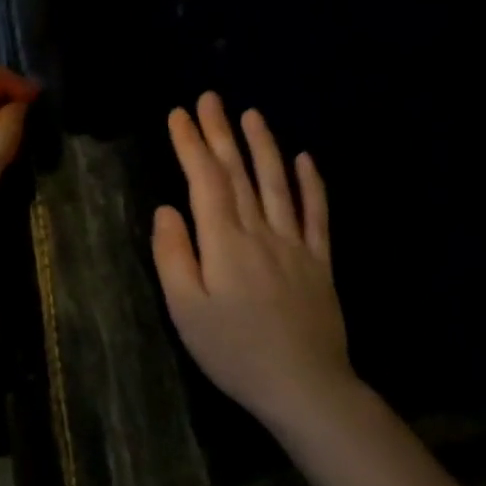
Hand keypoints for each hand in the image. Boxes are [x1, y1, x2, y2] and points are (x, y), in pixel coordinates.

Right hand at [151, 92, 352, 427]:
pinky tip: (305, 159)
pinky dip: (311, 183)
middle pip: (238, 173)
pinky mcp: (319, 262)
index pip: (205, 181)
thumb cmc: (234, 351)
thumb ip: (172, 255)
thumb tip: (166, 209)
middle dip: (220, 132)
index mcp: (224, 242)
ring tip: (251, 114)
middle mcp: (260, 231)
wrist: (305, 387)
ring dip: (263, 146)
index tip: (178, 114)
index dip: (190, 144)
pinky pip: (316, 214)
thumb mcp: (185, 309)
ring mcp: (294, 244)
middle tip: (209, 98)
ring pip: (277, 183)